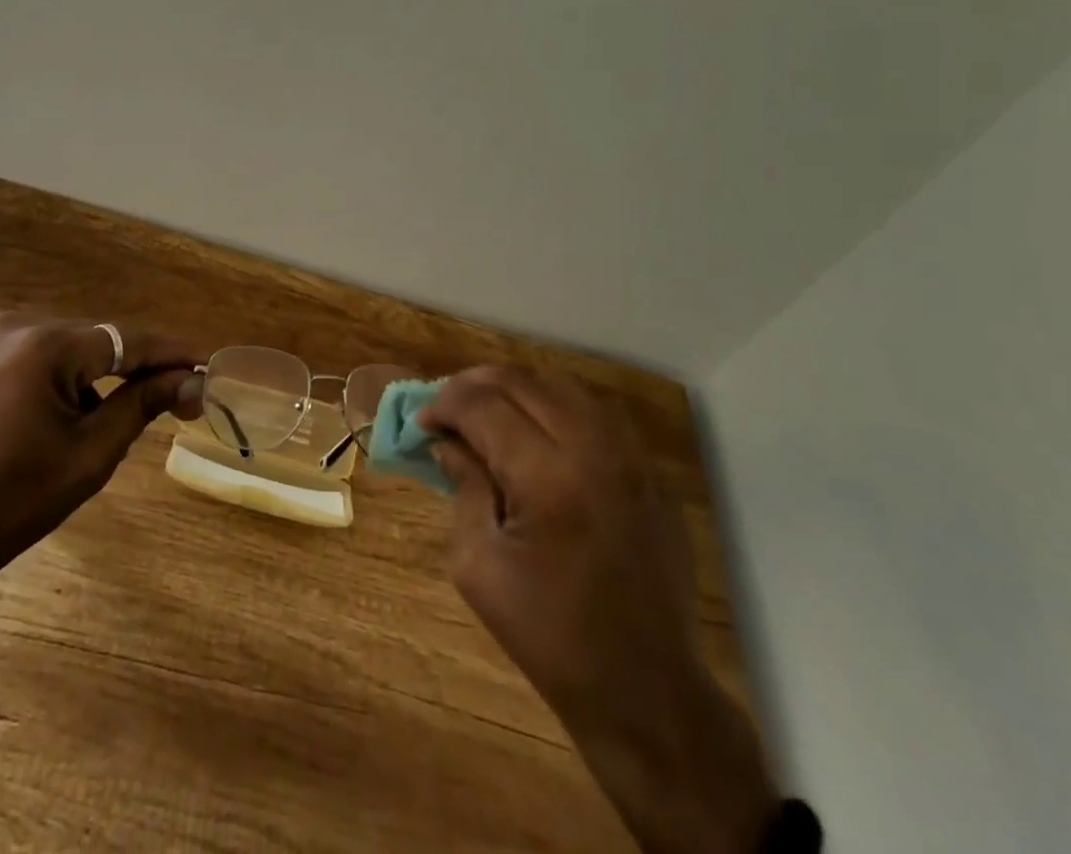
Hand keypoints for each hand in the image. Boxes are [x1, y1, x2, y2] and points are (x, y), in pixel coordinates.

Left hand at [0, 313, 203, 618]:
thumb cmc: (13, 503)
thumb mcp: (91, 454)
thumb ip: (144, 404)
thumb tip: (192, 381)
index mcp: (44, 346)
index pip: (127, 340)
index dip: (171, 355)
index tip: (207, 369)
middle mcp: (19, 326)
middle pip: (101, 341)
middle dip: (140, 368)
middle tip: (180, 399)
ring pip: (75, 350)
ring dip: (105, 377)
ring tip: (132, 414)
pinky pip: (46, 359)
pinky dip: (72, 381)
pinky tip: (80, 417)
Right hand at [421, 364, 778, 853]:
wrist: (646, 689)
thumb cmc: (549, 636)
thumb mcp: (479, 566)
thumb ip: (463, 487)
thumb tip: (447, 441)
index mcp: (548, 477)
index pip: (483, 406)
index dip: (444, 404)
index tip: (422, 422)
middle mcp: (593, 449)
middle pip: (520, 381)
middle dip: (473, 385)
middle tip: (446, 409)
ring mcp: (630, 456)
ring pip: (558, 385)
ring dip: (513, 389)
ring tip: (485, 412)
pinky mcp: (649, 470)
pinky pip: (593, 411)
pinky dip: (553, 406)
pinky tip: (534, 430)